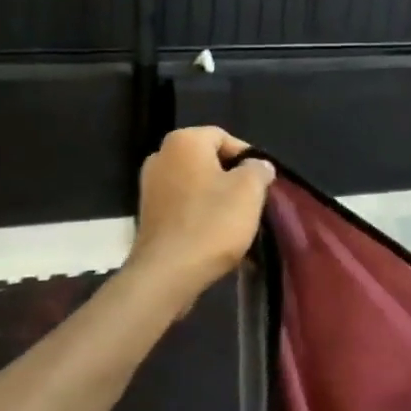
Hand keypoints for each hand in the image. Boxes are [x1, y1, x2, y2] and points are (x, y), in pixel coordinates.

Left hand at [127, 127, 275, 300]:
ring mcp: (150, 186)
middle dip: (232, 178)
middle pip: (209, 160)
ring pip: (196, 184)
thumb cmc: (212, 223)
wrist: (167, 273)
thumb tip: (258, 165)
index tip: (262, 183)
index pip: (225, 137)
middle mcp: (161, 156)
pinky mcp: (147, 214)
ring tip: (236, 221)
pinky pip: (183, 205)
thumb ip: (258, 169)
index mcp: (184, 141)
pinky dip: (199, 214)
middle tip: (251, 201)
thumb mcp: (250, 190)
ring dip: (217, 198)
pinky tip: (214, 234)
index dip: (248, 158)